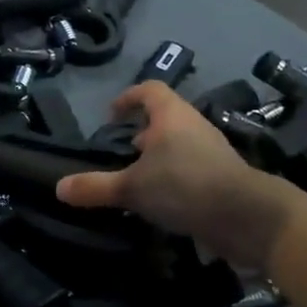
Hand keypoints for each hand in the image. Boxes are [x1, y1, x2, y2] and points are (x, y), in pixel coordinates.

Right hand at [56, 82, 305, 268]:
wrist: (248, 217)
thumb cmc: (185, 186)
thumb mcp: (132, 188)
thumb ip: (95, 187)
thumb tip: (59, 188)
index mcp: (171, 116)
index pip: (148, 90)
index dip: (128, 98)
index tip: (112, 116)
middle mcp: (193, 126)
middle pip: (165, 118)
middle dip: (142, 131)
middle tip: (123, 151)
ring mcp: (213, 151)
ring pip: (180, 144)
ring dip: (159, 157)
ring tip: (140, 178)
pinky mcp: (224, 177)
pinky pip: (192, 167)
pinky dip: (175, 177)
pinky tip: (163, 201)